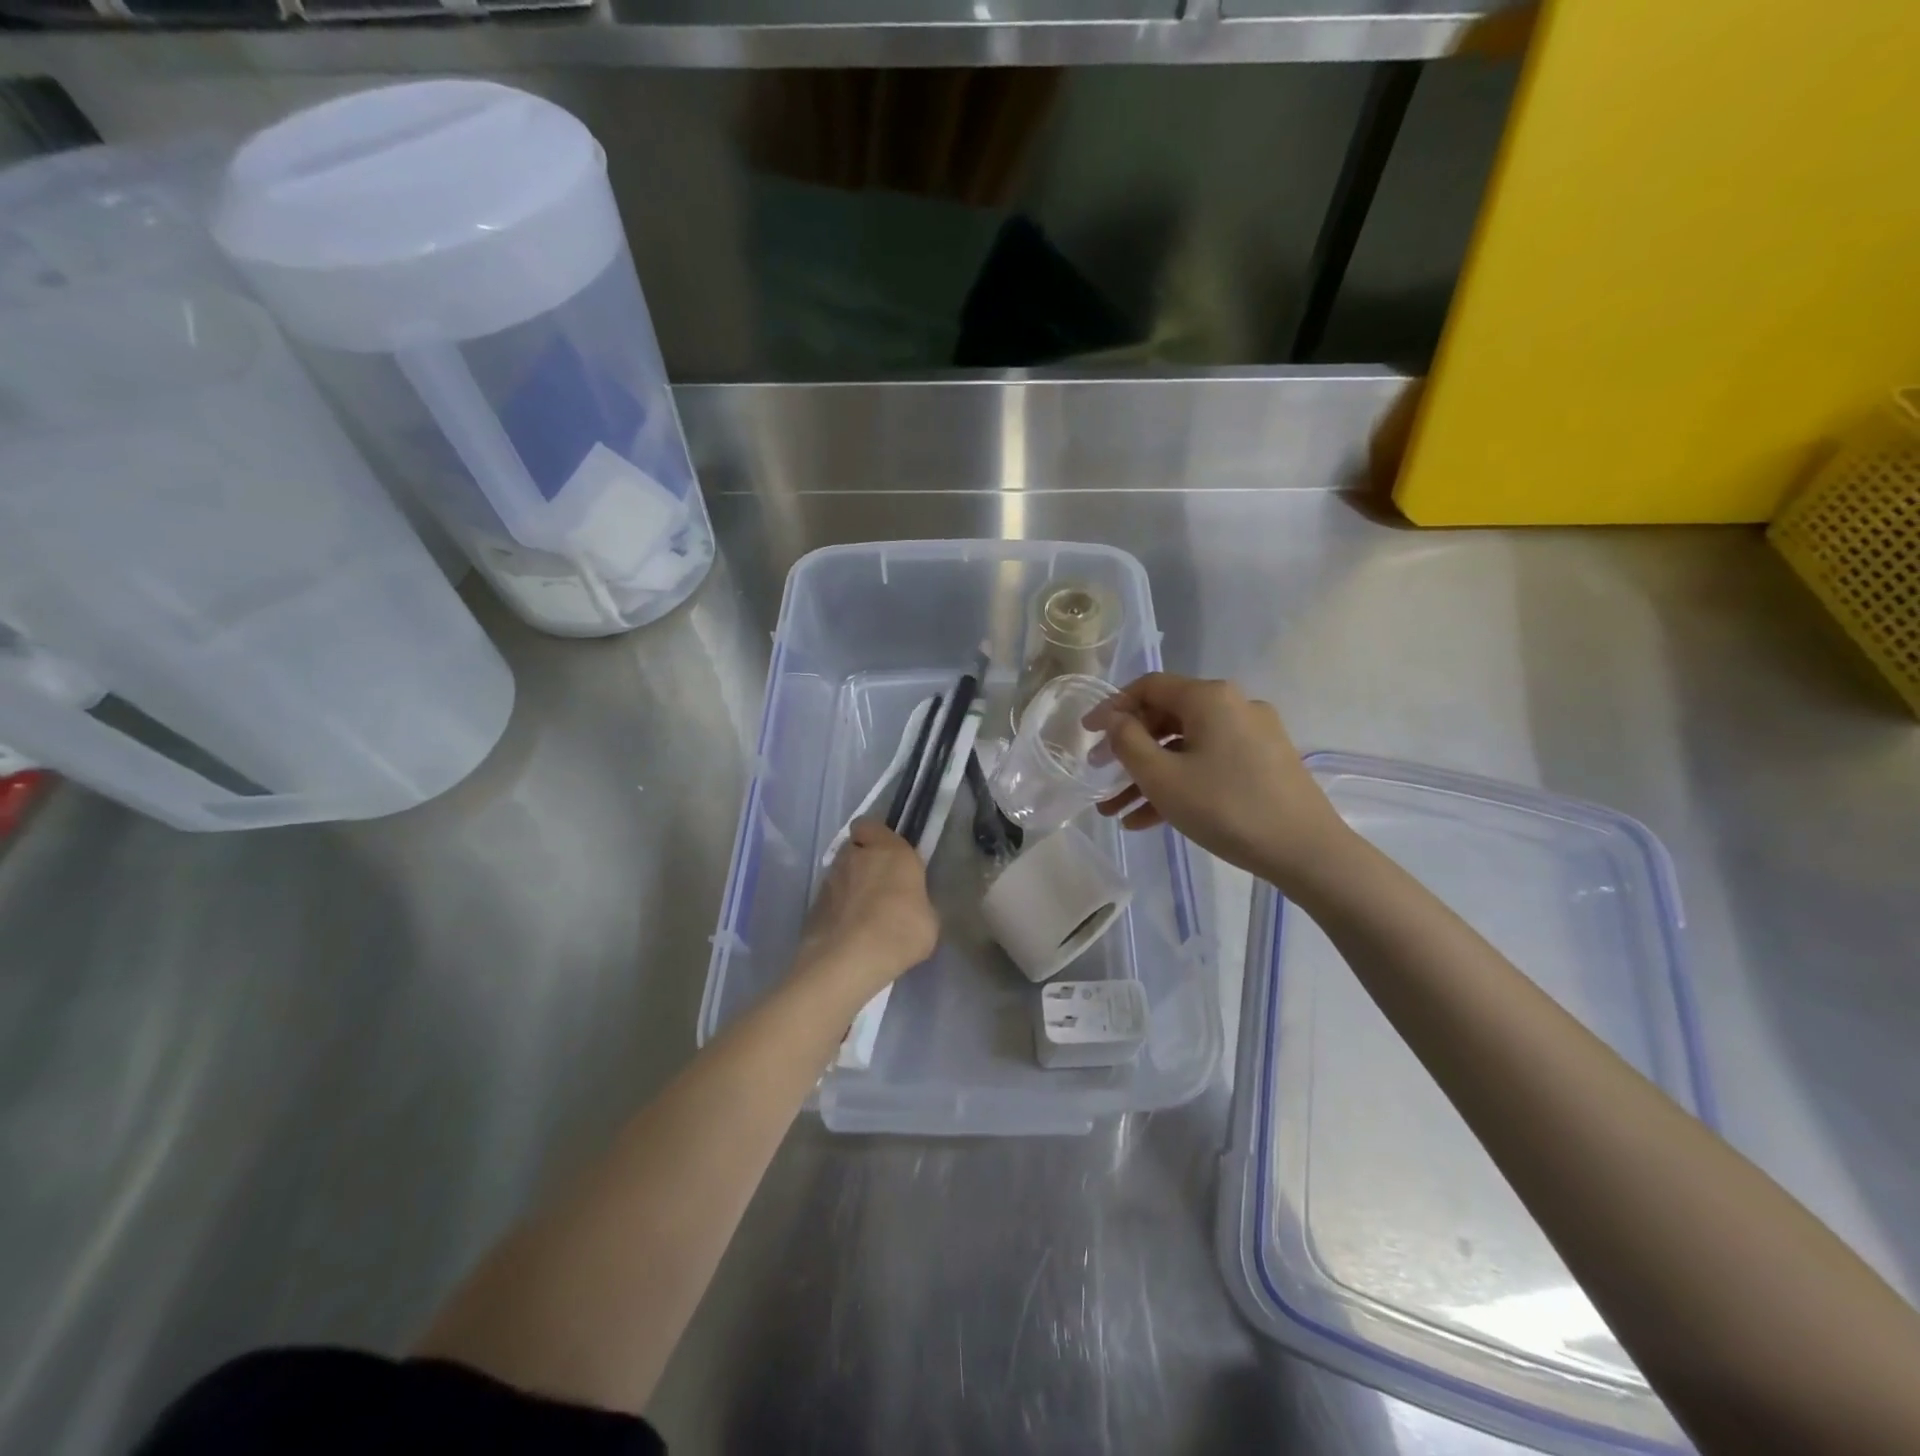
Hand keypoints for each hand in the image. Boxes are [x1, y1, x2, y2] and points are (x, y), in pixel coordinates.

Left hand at [796, 820, 938, 996]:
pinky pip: (828, 899)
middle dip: (862, 860)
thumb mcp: (928, 919)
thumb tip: (910, 905)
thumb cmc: (900, 931)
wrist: (849, 960)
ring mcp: (830, 879)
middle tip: (877, 885)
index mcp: (890, 850)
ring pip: (839, 872)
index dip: (876, 837)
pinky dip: (836, 909)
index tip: (888, 855)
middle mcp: (856, 856)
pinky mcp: (813, 904)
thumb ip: (917, 901)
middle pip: (854, 848)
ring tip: (861, 914)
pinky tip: (847, 931)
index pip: (871, 825)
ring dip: (848, 885)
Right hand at [1094, 674, 1350, 888]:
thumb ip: (1128, 742)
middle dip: (1128, 749)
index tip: (1086, 733)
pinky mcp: (1262, 764)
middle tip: (1099, 774)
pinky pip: (1208, 764)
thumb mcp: (1162, 777)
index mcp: (1209, 698)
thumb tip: (1116, 720)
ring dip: (1148, 775)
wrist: (1306, 851)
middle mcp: (1233, 706)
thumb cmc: (1226, 807)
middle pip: (1166, 717)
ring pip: (1185, 747)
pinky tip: (1147, 820)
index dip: (1112, 707)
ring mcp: (1252, 736)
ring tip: (1115, 810)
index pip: (1149, 687)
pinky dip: (1178, 784)